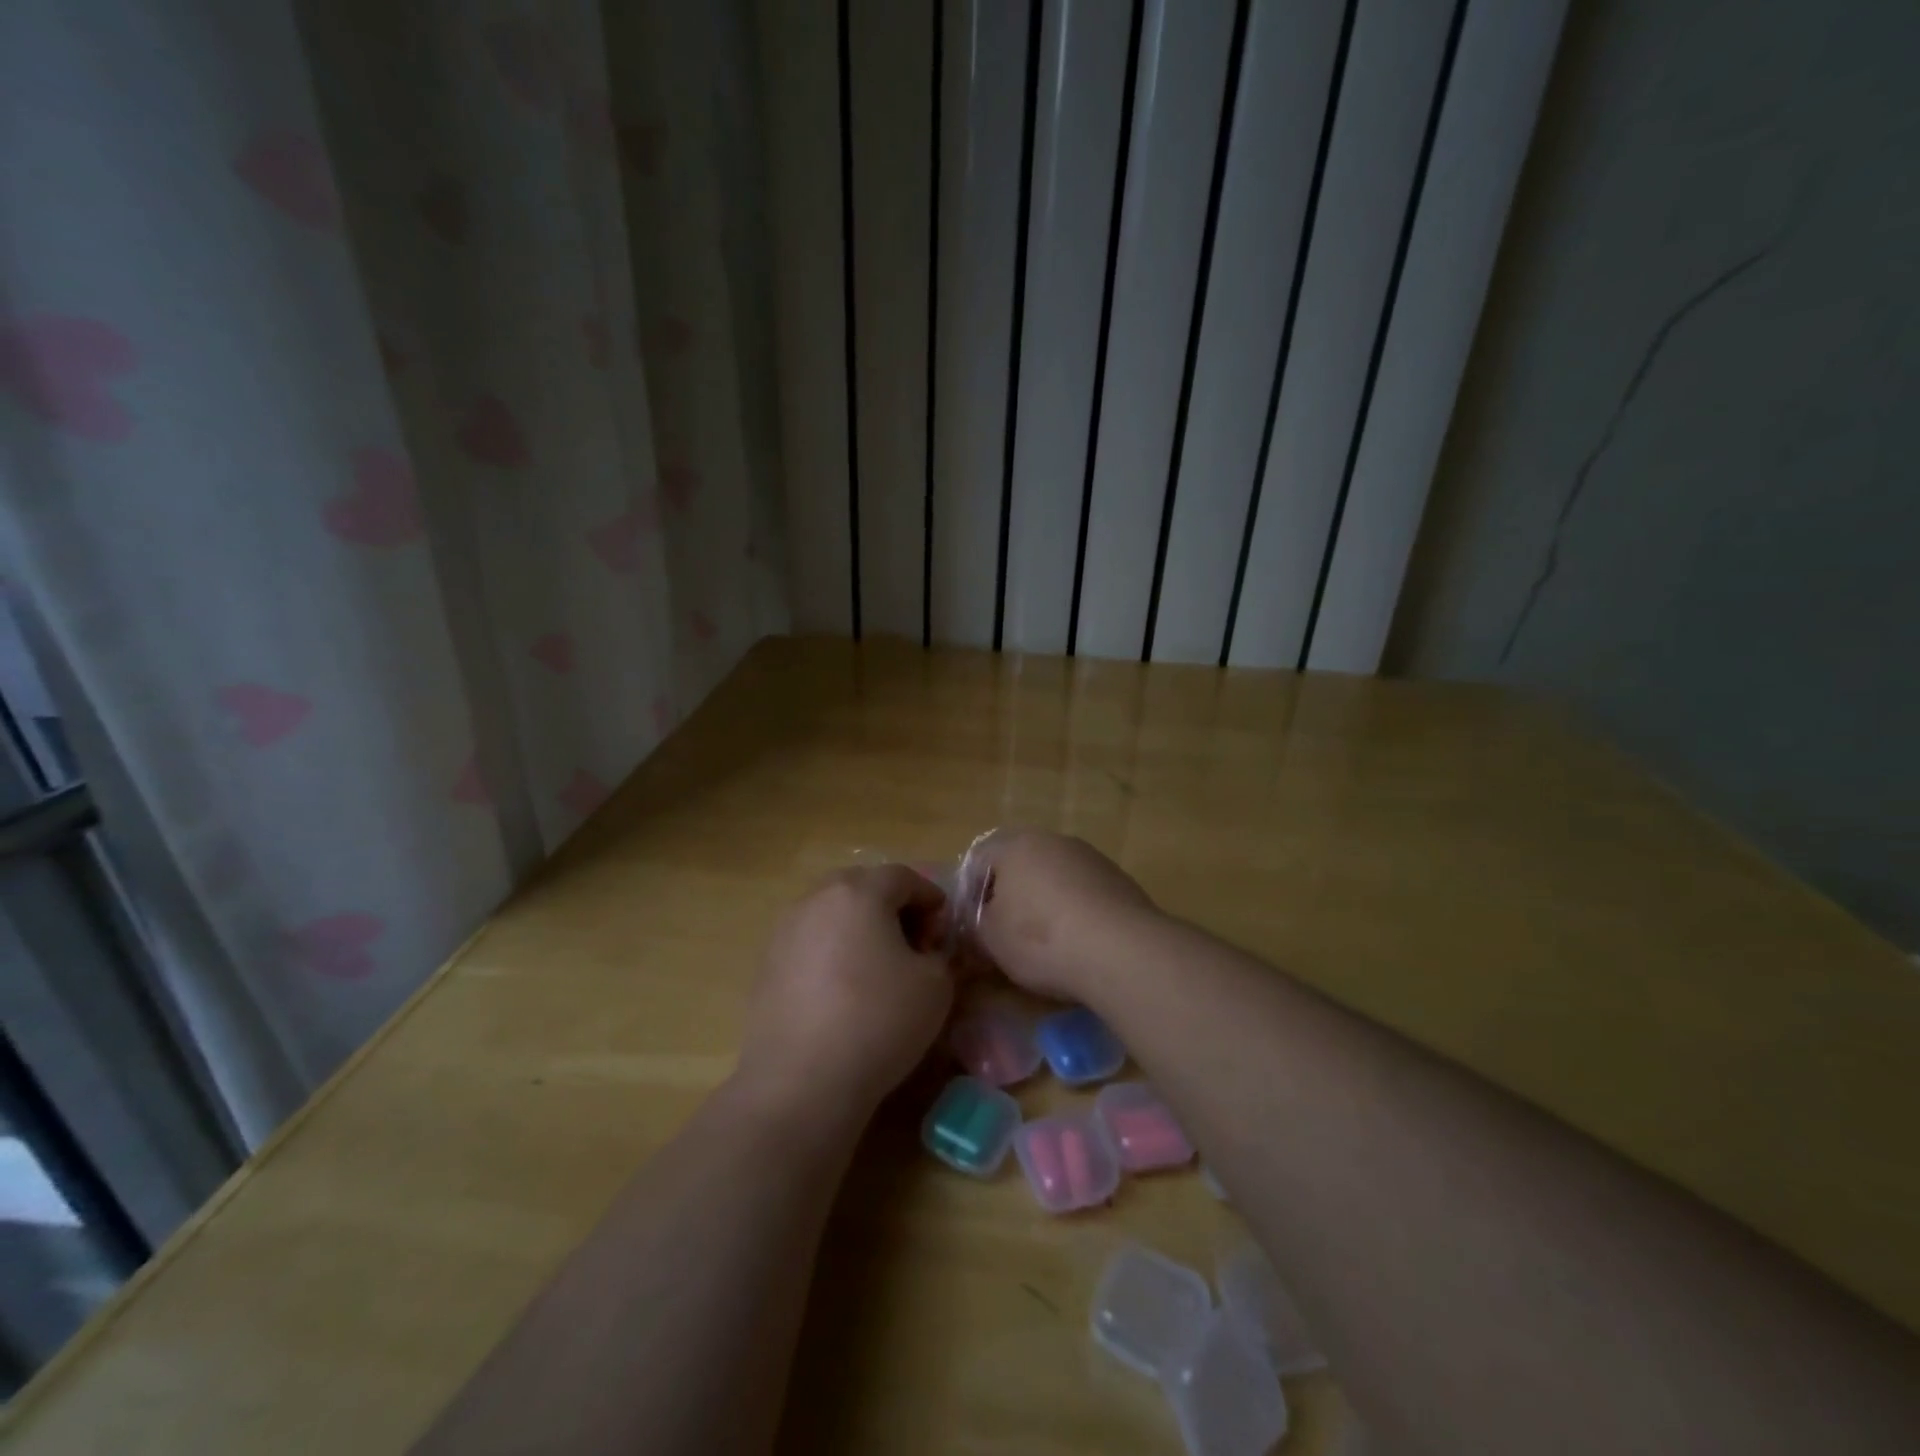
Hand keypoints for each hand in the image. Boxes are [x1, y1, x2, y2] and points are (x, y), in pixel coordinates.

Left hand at [736, 865, 954, 1119]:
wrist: (801, 1081)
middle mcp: (817, 899)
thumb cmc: (878, 1021)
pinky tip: (845, 992)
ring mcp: (785, 931)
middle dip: (893, 909)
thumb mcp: (936, 986)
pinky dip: (833, 953)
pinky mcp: (767, 965)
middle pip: (863, 887)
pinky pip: (811, 943)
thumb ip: (941, 955)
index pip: (903, 877)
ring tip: (878, 969)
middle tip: (913, 946)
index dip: (931, 899)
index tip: (943, 933)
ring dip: (860, 930)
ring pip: (833, 914)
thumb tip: (928, 951)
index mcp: (859, 892)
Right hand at [970, 830, 1156, 999]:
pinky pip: (1083, 892)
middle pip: (1019, 864)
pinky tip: (1077, 942)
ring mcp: (1090, 857)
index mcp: (1015, 845)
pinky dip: (1074, 911)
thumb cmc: (1041, 939)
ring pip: (1054, 876)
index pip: (979, 859)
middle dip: (1009, 895)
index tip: (973, 927)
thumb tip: (977, 922)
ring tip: (1044, 942)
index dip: (970, 894)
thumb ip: (975, 924)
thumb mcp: (990, 939)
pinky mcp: (1118, 880)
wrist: (1122, 951)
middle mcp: (1053, 840)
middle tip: (1005, 933)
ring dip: (1044, 902)